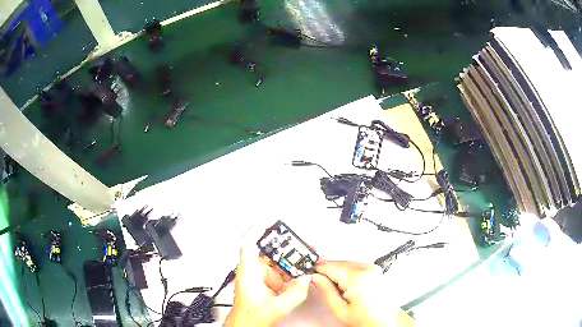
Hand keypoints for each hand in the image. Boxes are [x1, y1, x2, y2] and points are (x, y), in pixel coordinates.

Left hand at [224, 226, 310, 326]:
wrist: (246, 324)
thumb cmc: (251, 316)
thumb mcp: (278, 307)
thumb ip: (296, 293)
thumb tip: (306, 279)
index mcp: (249, 273)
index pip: (249, 244)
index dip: (258, 228)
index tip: (270, 218)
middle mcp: (252, 271)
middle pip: (266, 249)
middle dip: (284, 244)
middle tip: (300, 240)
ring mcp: (258, 275)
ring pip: (274, 260)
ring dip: (289, 258)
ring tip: (305, 255)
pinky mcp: (264, 280)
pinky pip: (278, 270)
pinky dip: (289, 269)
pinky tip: (299, 271)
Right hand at [312, 261, 413, 326]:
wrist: (386, 320)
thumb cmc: (366, 318)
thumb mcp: (340, 309)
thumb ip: (326, 291)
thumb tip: (315, 277)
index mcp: (357, 278)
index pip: (329, 267)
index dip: (317, 271)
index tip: (309, 274)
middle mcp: (367, 268)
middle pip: (338, 263)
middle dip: (327, 271)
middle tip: (318, 282)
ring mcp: (373, 267)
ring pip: (346, 263)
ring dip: (336, 271)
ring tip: (333, 286)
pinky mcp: (375, 269)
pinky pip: (355, 265)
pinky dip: (346, 272)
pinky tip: (345, 284)